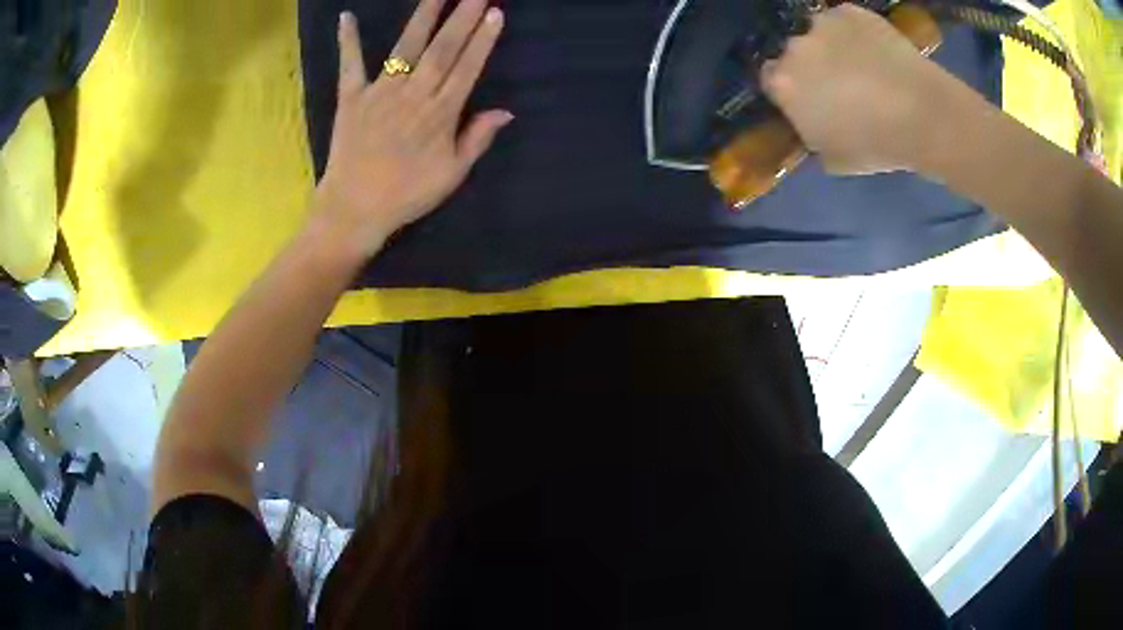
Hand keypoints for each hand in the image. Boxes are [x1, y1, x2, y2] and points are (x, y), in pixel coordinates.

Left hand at [313, 0, 512, 259]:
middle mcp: (413, 95)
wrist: (354, 211)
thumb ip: (477, 138)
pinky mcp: (351, 98)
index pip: (467, 67)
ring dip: (423, 17)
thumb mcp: (452, 175)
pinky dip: (347, 41)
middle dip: (462, 17)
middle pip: (442, 49)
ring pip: (405, 48)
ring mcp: (380, 93)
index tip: (495, 13)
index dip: (483, 39)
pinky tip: (346, 16)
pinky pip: (349, 65)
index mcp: (440, 113)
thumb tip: (506, 111)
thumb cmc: (406, 195)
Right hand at [761, 4, 975, 174]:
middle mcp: (795, 47)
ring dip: (832, 46)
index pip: (770, 80)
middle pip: (794, 53)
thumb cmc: (876, 145)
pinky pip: (845, 21)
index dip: (790, 89)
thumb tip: (814, 125)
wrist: (922, 115)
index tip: (809, 99)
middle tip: (840, 84)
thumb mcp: (833, 159)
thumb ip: (812, 135)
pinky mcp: (850, 11)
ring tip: (863, 65)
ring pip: (820, 33)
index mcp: (784, 85)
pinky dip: (856, 33)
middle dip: (811, 65)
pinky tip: (877, 51)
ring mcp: (822, 24)